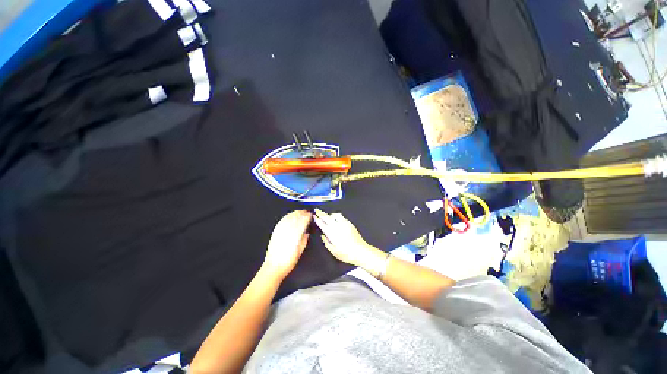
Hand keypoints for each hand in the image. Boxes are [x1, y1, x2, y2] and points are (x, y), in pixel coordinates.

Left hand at [263, 210, 311, 279]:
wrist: (273, 267)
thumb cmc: (288, 262)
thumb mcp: (299, 252)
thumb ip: (303, 241)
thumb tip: (306, 233)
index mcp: (295, 236)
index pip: (302, 223)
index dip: (307, 217)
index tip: (310, 215)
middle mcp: (287, 232)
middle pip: (295, 218)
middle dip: (301, 214)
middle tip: (306, 212)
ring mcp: (280, 231)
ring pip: (288, 218)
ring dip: (295, 214)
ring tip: (300, 212)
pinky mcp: (275, 232)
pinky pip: (282, 221)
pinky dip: (287, 217)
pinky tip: (290, 216)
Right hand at [313, 209, 386, 276]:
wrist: (360, 251)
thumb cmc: (346, 253)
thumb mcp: (334, 251)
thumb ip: (327, 242)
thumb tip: (323, 236)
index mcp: (332, 233)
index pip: (323, 224)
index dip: (318, 219)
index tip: (314, 216)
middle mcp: (338, 227)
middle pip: (328, 217)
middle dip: (321, 213)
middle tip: (317, 210)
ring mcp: (344, 224)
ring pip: (335, 215)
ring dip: (330, 215)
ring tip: (327, 216)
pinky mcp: (350, 224)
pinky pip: (342, 217)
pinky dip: (337, 216)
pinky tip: (336, 219)